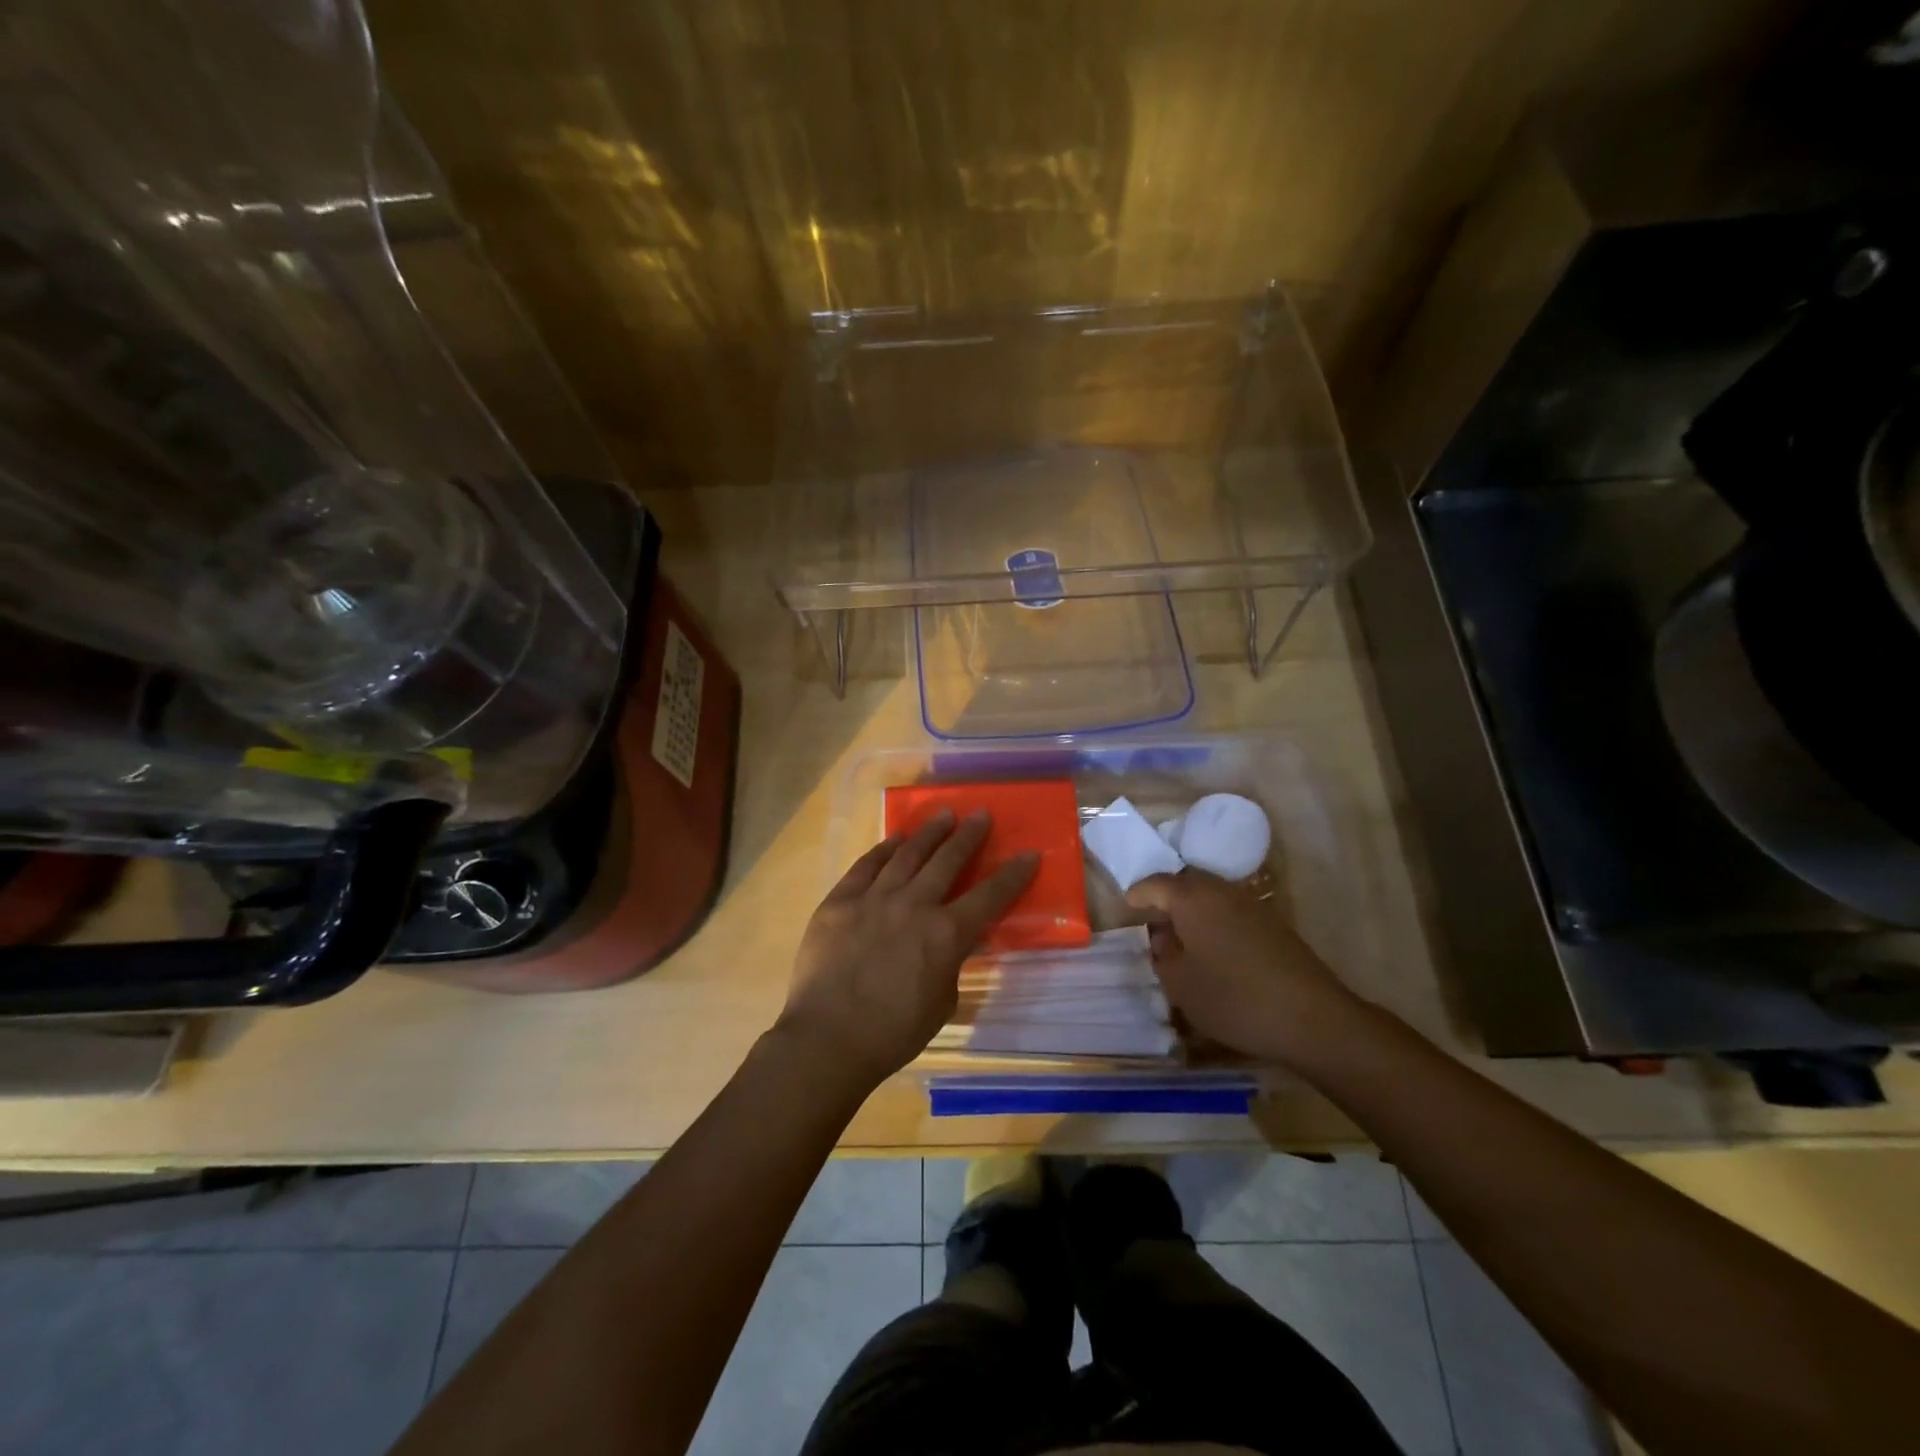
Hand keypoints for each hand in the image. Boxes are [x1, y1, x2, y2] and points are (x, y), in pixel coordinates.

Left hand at [779, 809, 1038, 1089]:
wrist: (828, 1039)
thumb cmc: (893, 1033)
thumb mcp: (942, 1002)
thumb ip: (951, 964)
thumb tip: (954, 944)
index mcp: (946, 934)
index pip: (990, 897)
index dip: (1013, 874)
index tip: (1028, 853)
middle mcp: (914, 905)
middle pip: (948, 860)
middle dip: (968, 835)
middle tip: (980, 814)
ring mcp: (874, 898)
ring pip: (908, 855)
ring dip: (929, 833)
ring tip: (943, 814)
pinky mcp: (840, 901)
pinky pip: (866, 866)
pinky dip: (883, 850)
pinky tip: (894, 840)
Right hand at [1126, 870, 1363, 1066]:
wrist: (1312, 1018)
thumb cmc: (1234, 999)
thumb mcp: (1181, 984)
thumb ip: (1163, 956)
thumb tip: (1164, 937)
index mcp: (1192, 899)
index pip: (1155, 884)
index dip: (1138, 894)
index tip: (1127, 906)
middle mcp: (1221, 891)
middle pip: (1185, 884)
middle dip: (1166, 899)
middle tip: (1153, 923)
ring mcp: (1251, 905)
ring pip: (1211, 897)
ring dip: (1193, 911)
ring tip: (1182, 939)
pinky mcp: (1273, 924)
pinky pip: (1231, 912)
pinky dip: (1215, 923)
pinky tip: (1214, 951)